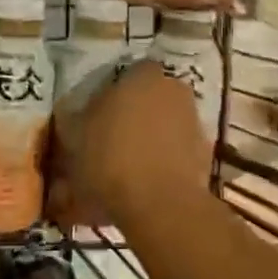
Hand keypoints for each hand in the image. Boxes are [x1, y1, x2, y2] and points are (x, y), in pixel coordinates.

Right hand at [66, 61, 211, 222]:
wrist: (160, 206)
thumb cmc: (110, 159)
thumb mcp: (73, 137)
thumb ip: (71, 118)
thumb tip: (72, 114)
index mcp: (142, 75)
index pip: (126, 72)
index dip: (110, 92)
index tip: (94, 114)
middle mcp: (174, 89)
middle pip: (148, 98)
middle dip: (131, 115)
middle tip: (107, 140)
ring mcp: (193, 122)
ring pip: (163, 125)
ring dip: (148, 139)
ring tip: (124, 168)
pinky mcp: (205, 154)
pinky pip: (176, 152)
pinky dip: (162, 163)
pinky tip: (143, 185)